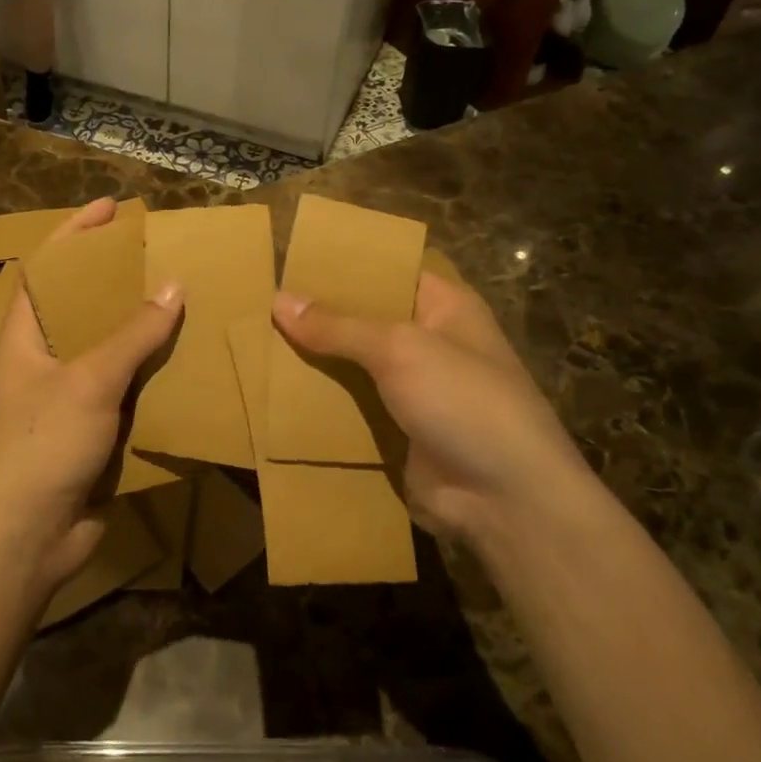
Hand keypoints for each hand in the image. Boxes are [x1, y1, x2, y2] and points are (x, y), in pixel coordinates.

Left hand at [0, 200, 182, 586]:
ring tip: (182, 301)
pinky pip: (126, 388)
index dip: (74, 233)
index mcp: (25, 335)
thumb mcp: (90, 380)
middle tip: (160, 256)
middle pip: (81, 304)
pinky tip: (185, 362)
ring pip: (108, 348)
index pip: (45, 267)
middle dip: (116, 278)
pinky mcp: (91, 429)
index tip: (111, 208)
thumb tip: (174, 287)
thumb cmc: (42, 445)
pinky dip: (151, 373)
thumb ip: (133, 334)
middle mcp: (44, 359)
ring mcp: (67, 396)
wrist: (26, 538)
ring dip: (140, 327)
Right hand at [272, 271, 585, 545]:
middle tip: (259, 304)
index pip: (388, 272)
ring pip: (353, 367)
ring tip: (254, 344)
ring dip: (314, 363)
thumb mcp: (400, 350)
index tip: (291, 261)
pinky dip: (321, 405)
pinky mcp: (397, 432)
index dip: (344, 266)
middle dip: (318, 317)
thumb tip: (279, 299)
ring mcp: (413, 391)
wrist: (506, 500)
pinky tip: (274, 395)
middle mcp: (429, 343)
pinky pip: (352, 409)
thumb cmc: (463, 401)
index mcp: (444, 307)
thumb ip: (339, 326)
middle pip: (365, 321)